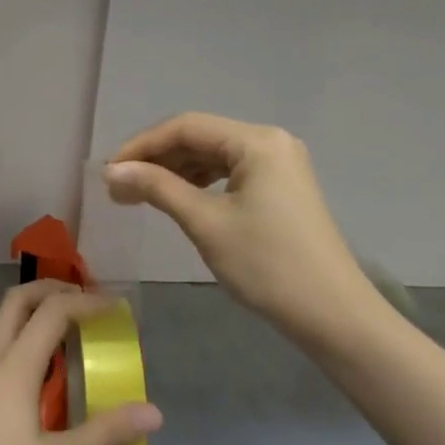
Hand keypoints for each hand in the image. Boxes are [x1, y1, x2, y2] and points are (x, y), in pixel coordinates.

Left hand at [0, 281, 161, 444]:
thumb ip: (104, 436)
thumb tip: (152, 412)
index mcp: (15, 364)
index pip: (52, 310)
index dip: (86, 301)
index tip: (116, 308)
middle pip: (19, 299)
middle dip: (54, 289)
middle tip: (86, 301)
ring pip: (4, 321)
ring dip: (35, 312)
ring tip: (68, 335)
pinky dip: (23, 338)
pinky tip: (38, 377)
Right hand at [104, 112, 382, 353]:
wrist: (334, 317)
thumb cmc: (267, 265)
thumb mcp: (205, 223)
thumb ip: (157, 188)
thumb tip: (112, 171)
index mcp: (256, 141)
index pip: (186, 127)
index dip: (143, 145)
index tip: (110, 170)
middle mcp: (270, 141)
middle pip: (200, 137)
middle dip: (157, 159)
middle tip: (120, 186)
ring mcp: (280, 164)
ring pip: (214, 155)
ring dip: (176, 171)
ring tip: (141, 193)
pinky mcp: (282, 187)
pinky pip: (231, 172)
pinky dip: (200, 182)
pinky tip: (179, 197)